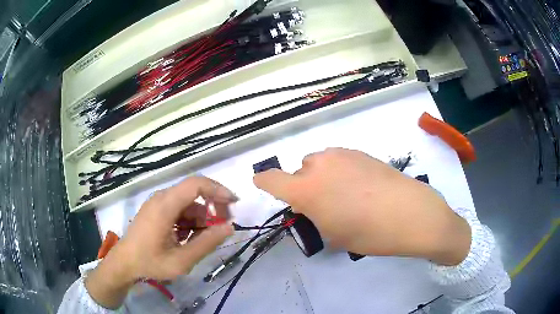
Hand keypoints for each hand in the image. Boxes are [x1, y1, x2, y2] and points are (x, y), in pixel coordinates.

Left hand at [85, 177, 235, 308]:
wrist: (125, 263)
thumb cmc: (150, 262)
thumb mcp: (182, 260)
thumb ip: (206, 243)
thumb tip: (229, 227)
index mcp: (165, 206)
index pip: (196, 184)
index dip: (218, 190)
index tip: (234, 204)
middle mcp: (161, 198)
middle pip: (193, 193)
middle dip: (212, 207)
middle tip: (223, 226)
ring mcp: (157, 203)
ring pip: (187, 203)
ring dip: (200, 218)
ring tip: (202, 240)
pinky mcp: (155, 210)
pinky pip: (178, 209)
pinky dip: (189, 221)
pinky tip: (187, 238)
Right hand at [254, 148, 470, 265]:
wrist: (411, 213)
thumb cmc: (369, 233)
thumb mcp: (333, 235)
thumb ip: (316, 216)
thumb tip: (317, 207)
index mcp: (306, 189)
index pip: (270, 178)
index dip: (264, 182)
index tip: (263, 184)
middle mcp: (319, 165)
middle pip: (299, 172)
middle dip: (305, 187)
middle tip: (325, 205)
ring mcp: (341, 154)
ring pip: (320, 163)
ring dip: (323, 177)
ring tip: (346, 195)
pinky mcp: (360, 151)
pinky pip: (339, 160)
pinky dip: (341, 171)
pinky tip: (362, 186)